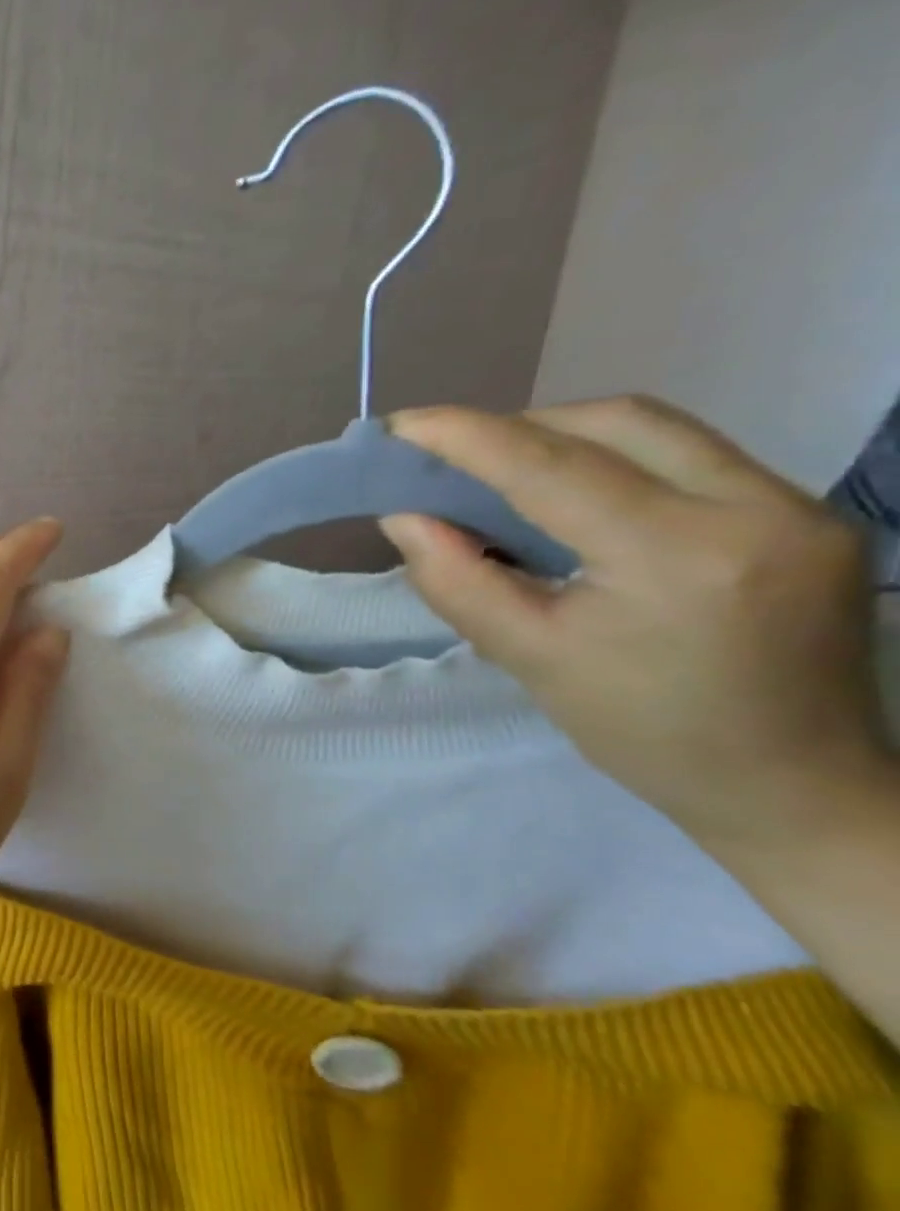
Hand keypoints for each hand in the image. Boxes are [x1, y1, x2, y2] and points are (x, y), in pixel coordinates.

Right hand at [381, 396, 894, 842]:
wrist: (792, 787)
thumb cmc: (644, 732)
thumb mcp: (529, 658)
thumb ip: (456, 581)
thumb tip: (405, 517)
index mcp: (680, 558)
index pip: (553, 468)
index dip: (468, 437)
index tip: (401, 427)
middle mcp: (757, 510)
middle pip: (614, 423)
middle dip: (519, 428)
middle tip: (452, 459)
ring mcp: (798, 506)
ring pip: (657, 429)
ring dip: (566, 436)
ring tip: (505, 474)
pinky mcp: (809, 514)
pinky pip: (690, 455)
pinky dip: (613, 459)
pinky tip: (577, 496)